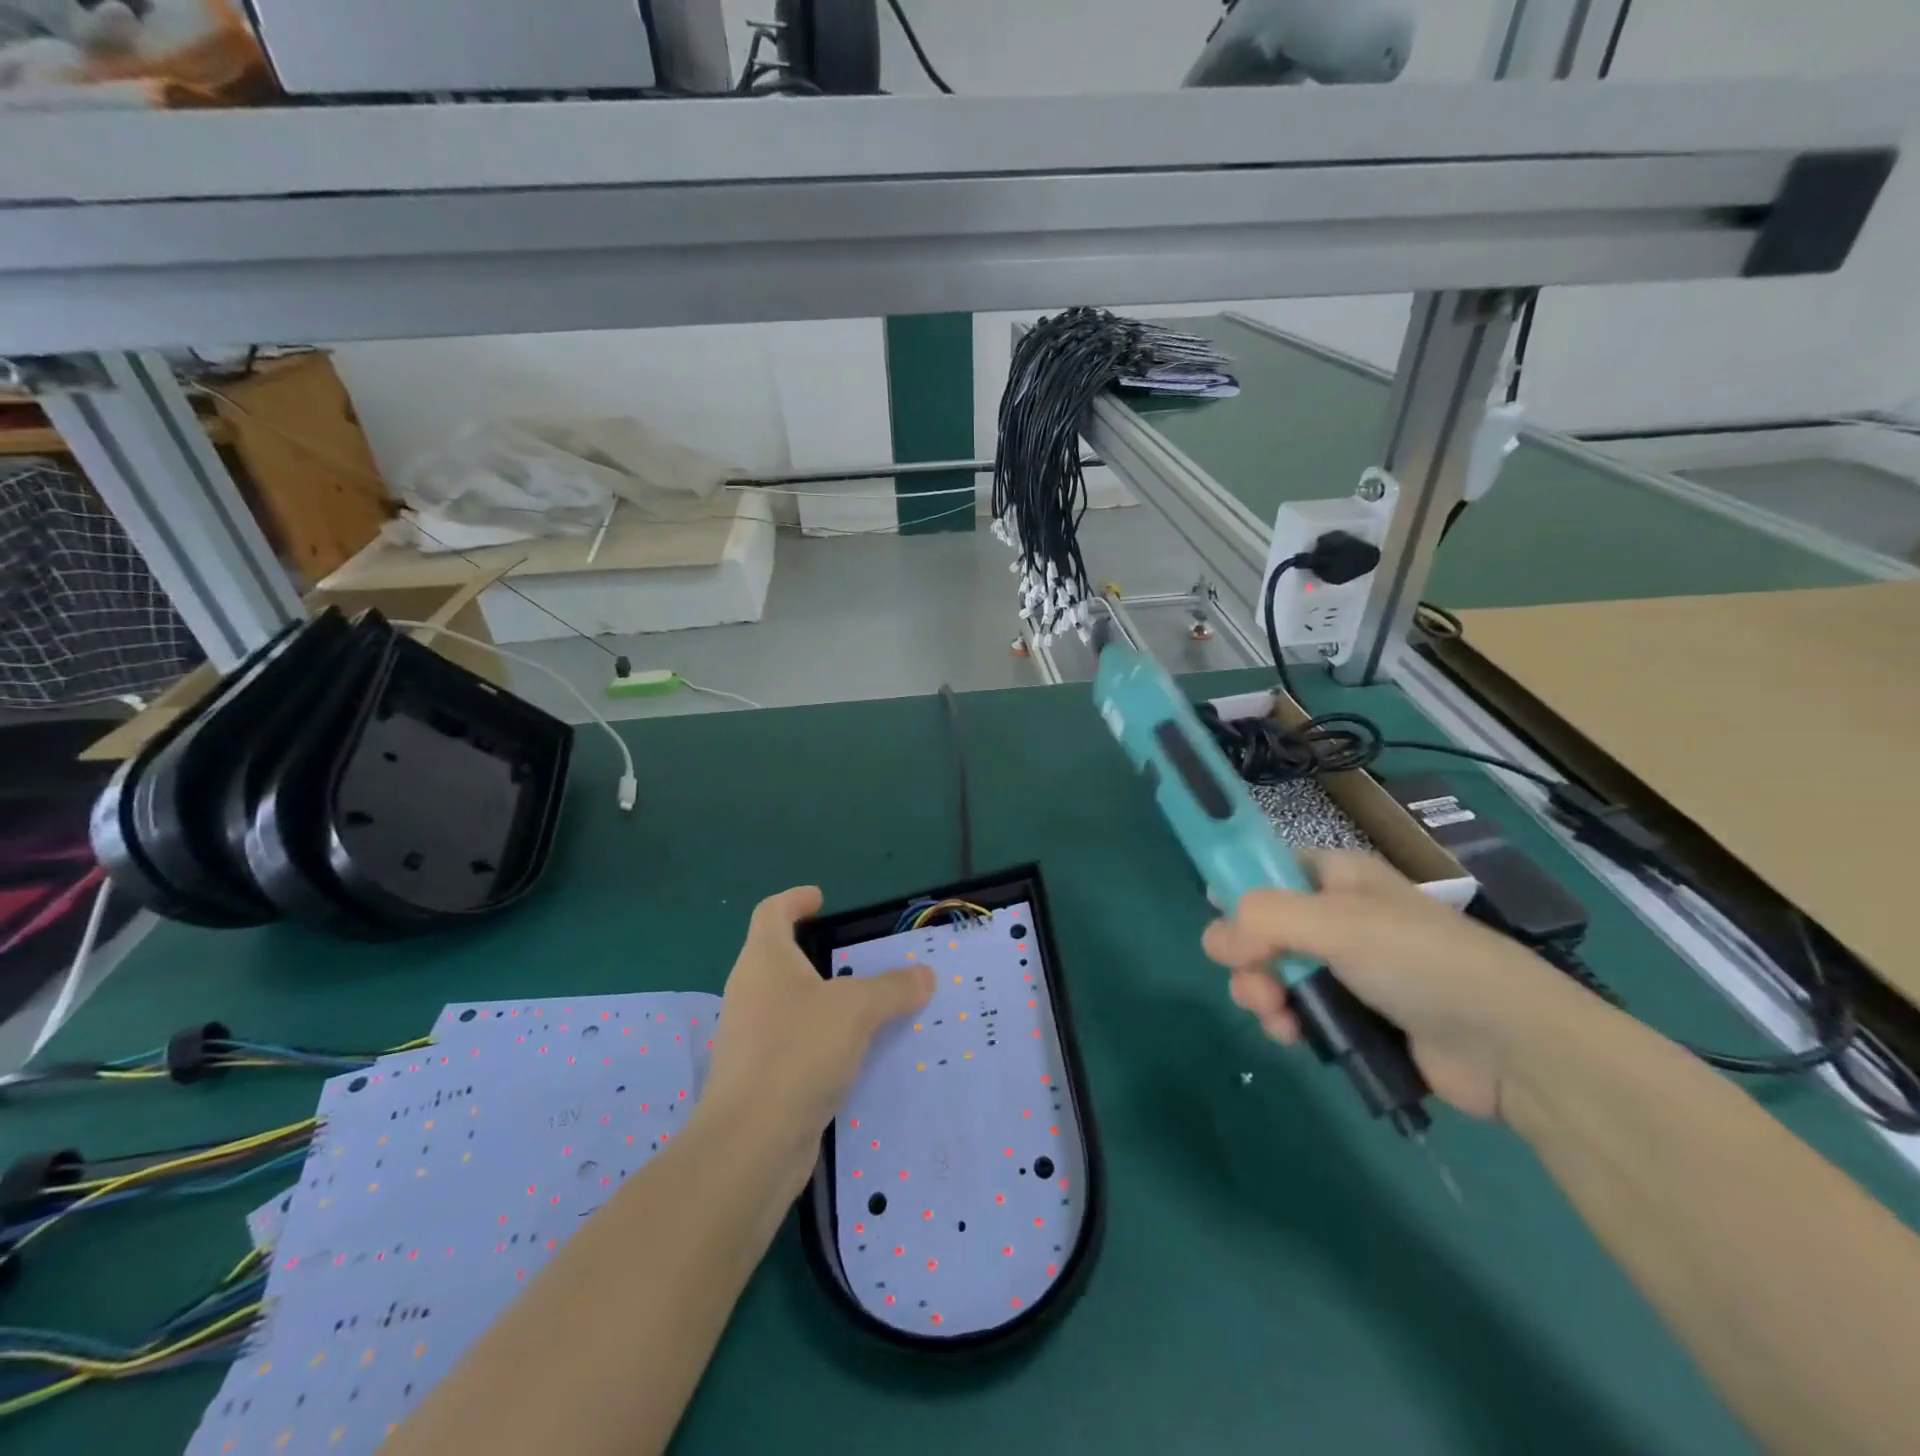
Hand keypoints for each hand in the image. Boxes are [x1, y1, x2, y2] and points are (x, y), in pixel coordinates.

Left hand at [698, 887, 933, 1194]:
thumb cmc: (798, 1052)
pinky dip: (823, 1040)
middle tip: (860, 959)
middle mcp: (751, 993)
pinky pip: (796, 1044)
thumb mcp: (857, 1009)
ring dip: (825, 1002)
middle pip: (780, 958)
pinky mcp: (759, 1078)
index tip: (820, 899)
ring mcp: (750, 1038)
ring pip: (791, 1005)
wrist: (750, 1144)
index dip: (795, 899)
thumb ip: (894, 988)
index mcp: (764, 961)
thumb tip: (924, 975)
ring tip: (869, 1007)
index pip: (772, 912)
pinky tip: (856, 1055)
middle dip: (818, 954)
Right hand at [1202, 850, 1572, 1120]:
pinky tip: (1295, 1038)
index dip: (1239, 894)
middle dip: (1247, 959)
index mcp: (1338, 876)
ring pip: (1275, 972)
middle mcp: (1338, 916)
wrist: (1512, 1047)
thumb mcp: (1338, 925)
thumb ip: (1264, 920)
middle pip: (1262, 927)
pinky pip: (1301, 1009)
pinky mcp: (1357, 1015)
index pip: (1268, 869)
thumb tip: (1213, 939)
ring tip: (1278, 1019)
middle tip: (1258, 989)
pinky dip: (1289, 1022)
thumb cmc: (1423, 963)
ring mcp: (1348, 967)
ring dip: (1263, 995)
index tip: (1226, 929)